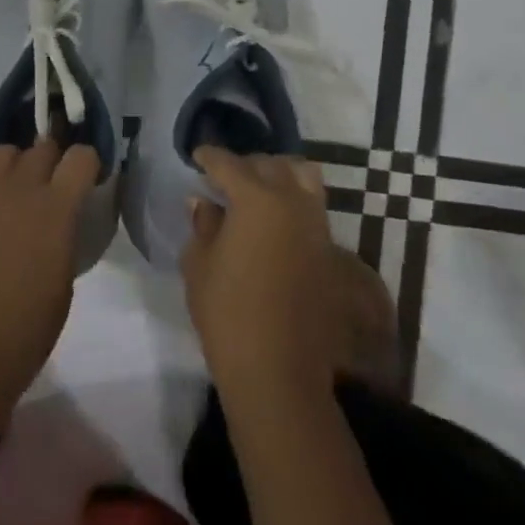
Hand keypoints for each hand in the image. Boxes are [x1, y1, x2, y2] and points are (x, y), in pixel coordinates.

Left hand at [0, 138, 98, 410]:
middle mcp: (20, 189)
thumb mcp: (64, 281)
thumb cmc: (24, 333)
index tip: (85, 180)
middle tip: (48, 185)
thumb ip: (62, 237)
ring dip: (13, 163)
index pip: (81, 157)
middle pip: (42, 148)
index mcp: (57, 210)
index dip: (86, 164)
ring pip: (2, 150)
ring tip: (10, 186)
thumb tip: (59, 219)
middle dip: (51, 161)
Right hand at [181, 147, 337, 409]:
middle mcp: (292, 201)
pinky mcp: (327, 248)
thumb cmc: (227, 312)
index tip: (197, 156)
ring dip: (278, 174)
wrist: (277, 368)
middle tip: (224, 175)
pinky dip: (293, 197)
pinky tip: (273, 217)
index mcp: (257, 199)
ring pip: (302, 176)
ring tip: (256, 188)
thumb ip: (204, 225)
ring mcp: (315, 224)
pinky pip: (312, 204)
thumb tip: (204, 202)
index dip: (210, 157)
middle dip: (245, 164)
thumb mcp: (200, 263)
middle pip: (270, 164)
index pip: (230, 164)